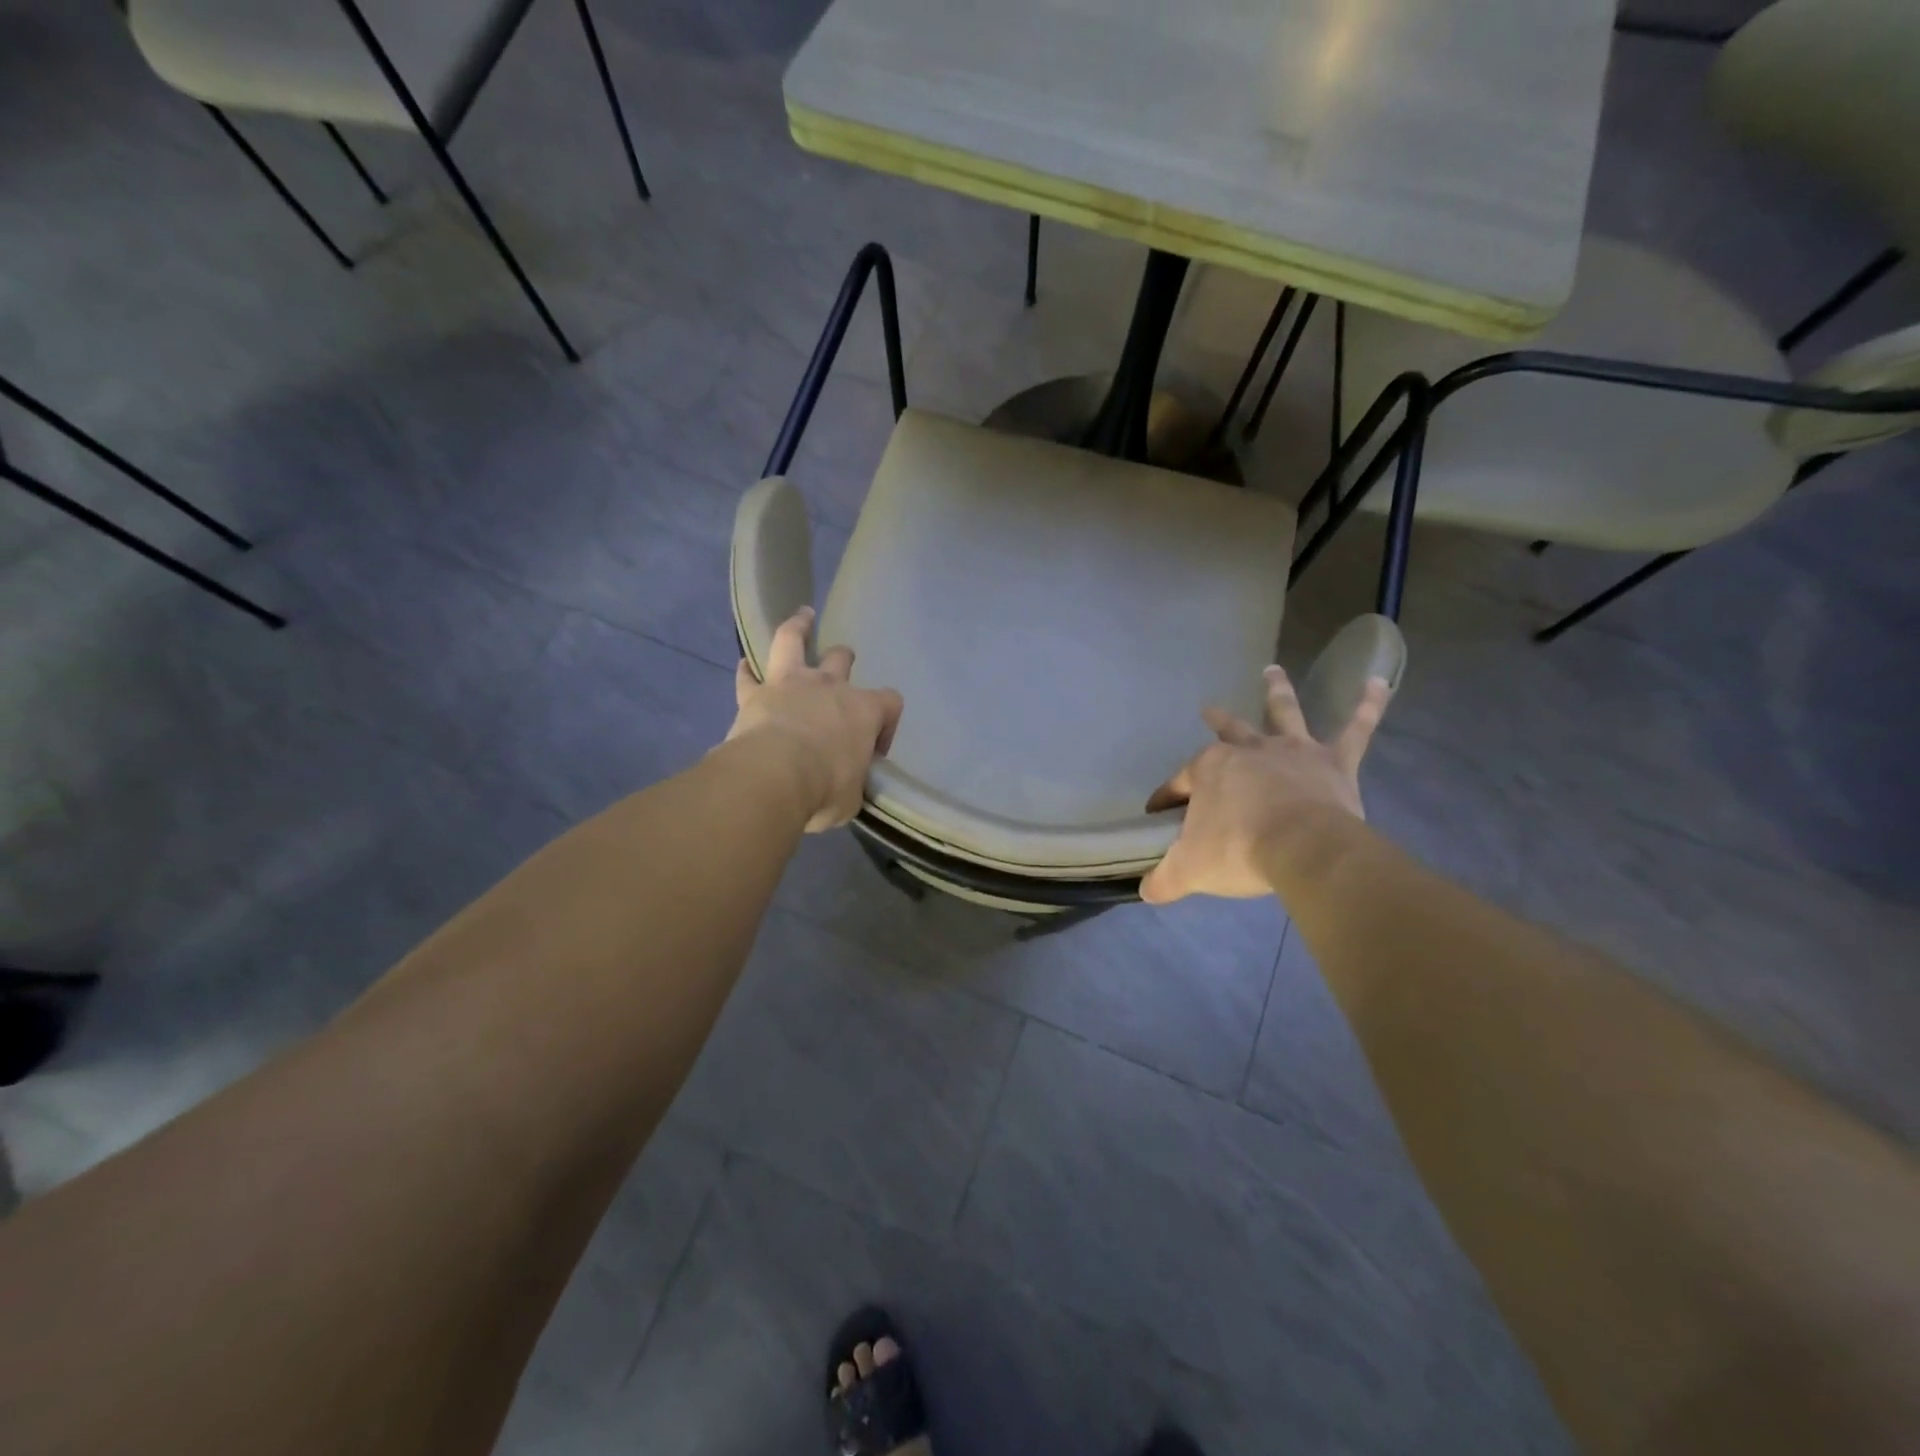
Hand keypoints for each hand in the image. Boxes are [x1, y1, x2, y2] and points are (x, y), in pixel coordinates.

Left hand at [727, 607, 903, 831]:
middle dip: (844, 661)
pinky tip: (744, 666)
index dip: (887, 722)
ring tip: (802, 616)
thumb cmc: (825, 788)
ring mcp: (790, 684)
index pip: (890, 703)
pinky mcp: (754, 694)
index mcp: (864, 711)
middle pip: (842, 659)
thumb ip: (851, 781)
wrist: (774, 778)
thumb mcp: (851, 796)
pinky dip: (746, 671)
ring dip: (798, 626)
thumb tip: (845, 783)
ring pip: (793, 641)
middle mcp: (830, 687)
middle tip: (841, 669)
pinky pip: (747, 676)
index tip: (874, 749)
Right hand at [1140, 666, 1388, 903]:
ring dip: (1277, 691)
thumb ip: (1165, 879)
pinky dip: (1368, 705)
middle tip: (1209, 709)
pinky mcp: (1335, 763)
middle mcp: (1250, 750)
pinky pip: (1356, 729)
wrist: (1302, 849)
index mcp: (1210, 769)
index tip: (1158, 813)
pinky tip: (1378, 681)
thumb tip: (1146, 891)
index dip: (1167, 798)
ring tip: (1272, 671)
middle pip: (1230, 732)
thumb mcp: (1189, 869)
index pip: (1180, 783)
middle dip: (1217, 720)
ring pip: (1284, 713)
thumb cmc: (1238, 851)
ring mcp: (1293, 752)